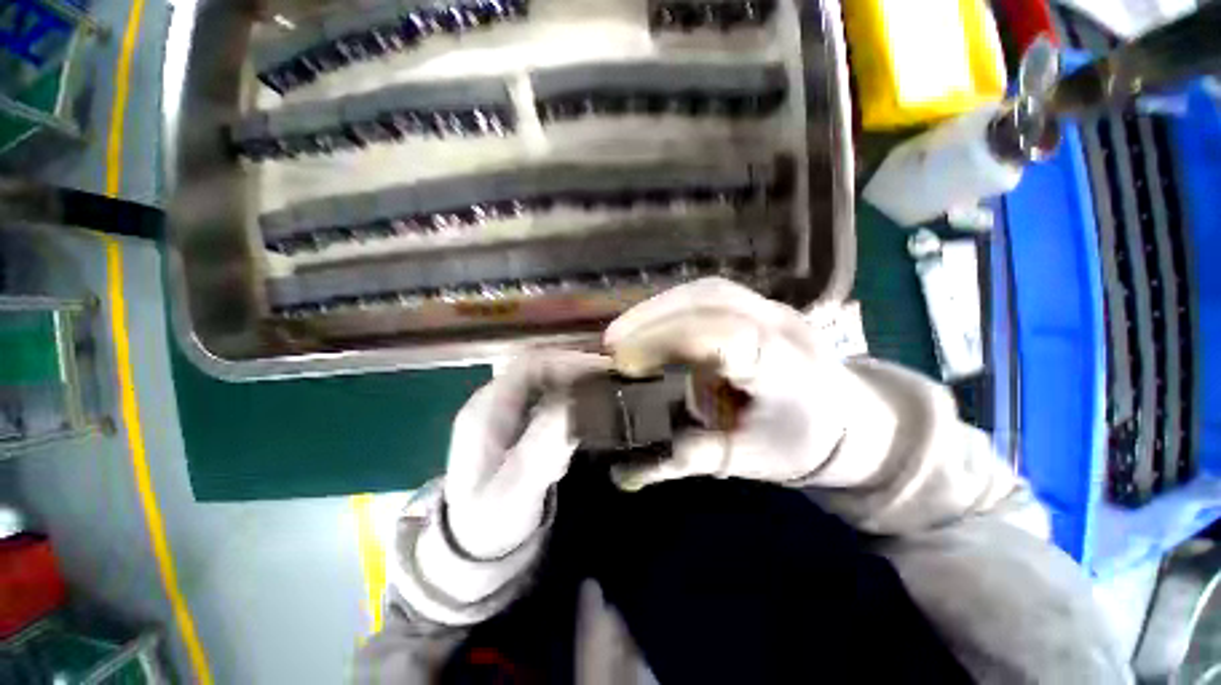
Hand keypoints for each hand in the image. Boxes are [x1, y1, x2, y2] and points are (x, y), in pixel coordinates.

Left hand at [443, 351, 609, 558]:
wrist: (476, 546)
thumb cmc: (492, 519)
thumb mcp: (516, 488)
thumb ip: (543, 445)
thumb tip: (575, 404)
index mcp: (487, 408)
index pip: (529, 364)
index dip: (566, 360)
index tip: (601, 370)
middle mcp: (496, 401)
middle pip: (542, 369)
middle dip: (576, 373)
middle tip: (610, 384)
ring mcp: (509, 412)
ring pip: (549, 383)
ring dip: (576, 389)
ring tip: (601, 403)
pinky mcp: (521, 425)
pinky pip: (551, 401)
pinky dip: (572, 405)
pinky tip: (584, 423)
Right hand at [604, 278, 849, 489]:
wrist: (852, 419)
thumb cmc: (802, 444)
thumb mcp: (746, 461)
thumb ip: (689, 458)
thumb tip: (625, 473)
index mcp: (786, 369)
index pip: (722, 339)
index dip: (667, 342)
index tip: (624, 362)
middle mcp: (782, 326)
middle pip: (710, 300)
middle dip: (653, 318)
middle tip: (612, 342)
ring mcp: (773, 308)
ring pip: (707, 290)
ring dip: (659, 306)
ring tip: (625, 331)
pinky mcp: (760, 305)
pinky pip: (709, 293)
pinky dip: (673, 304)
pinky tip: (652, 322)